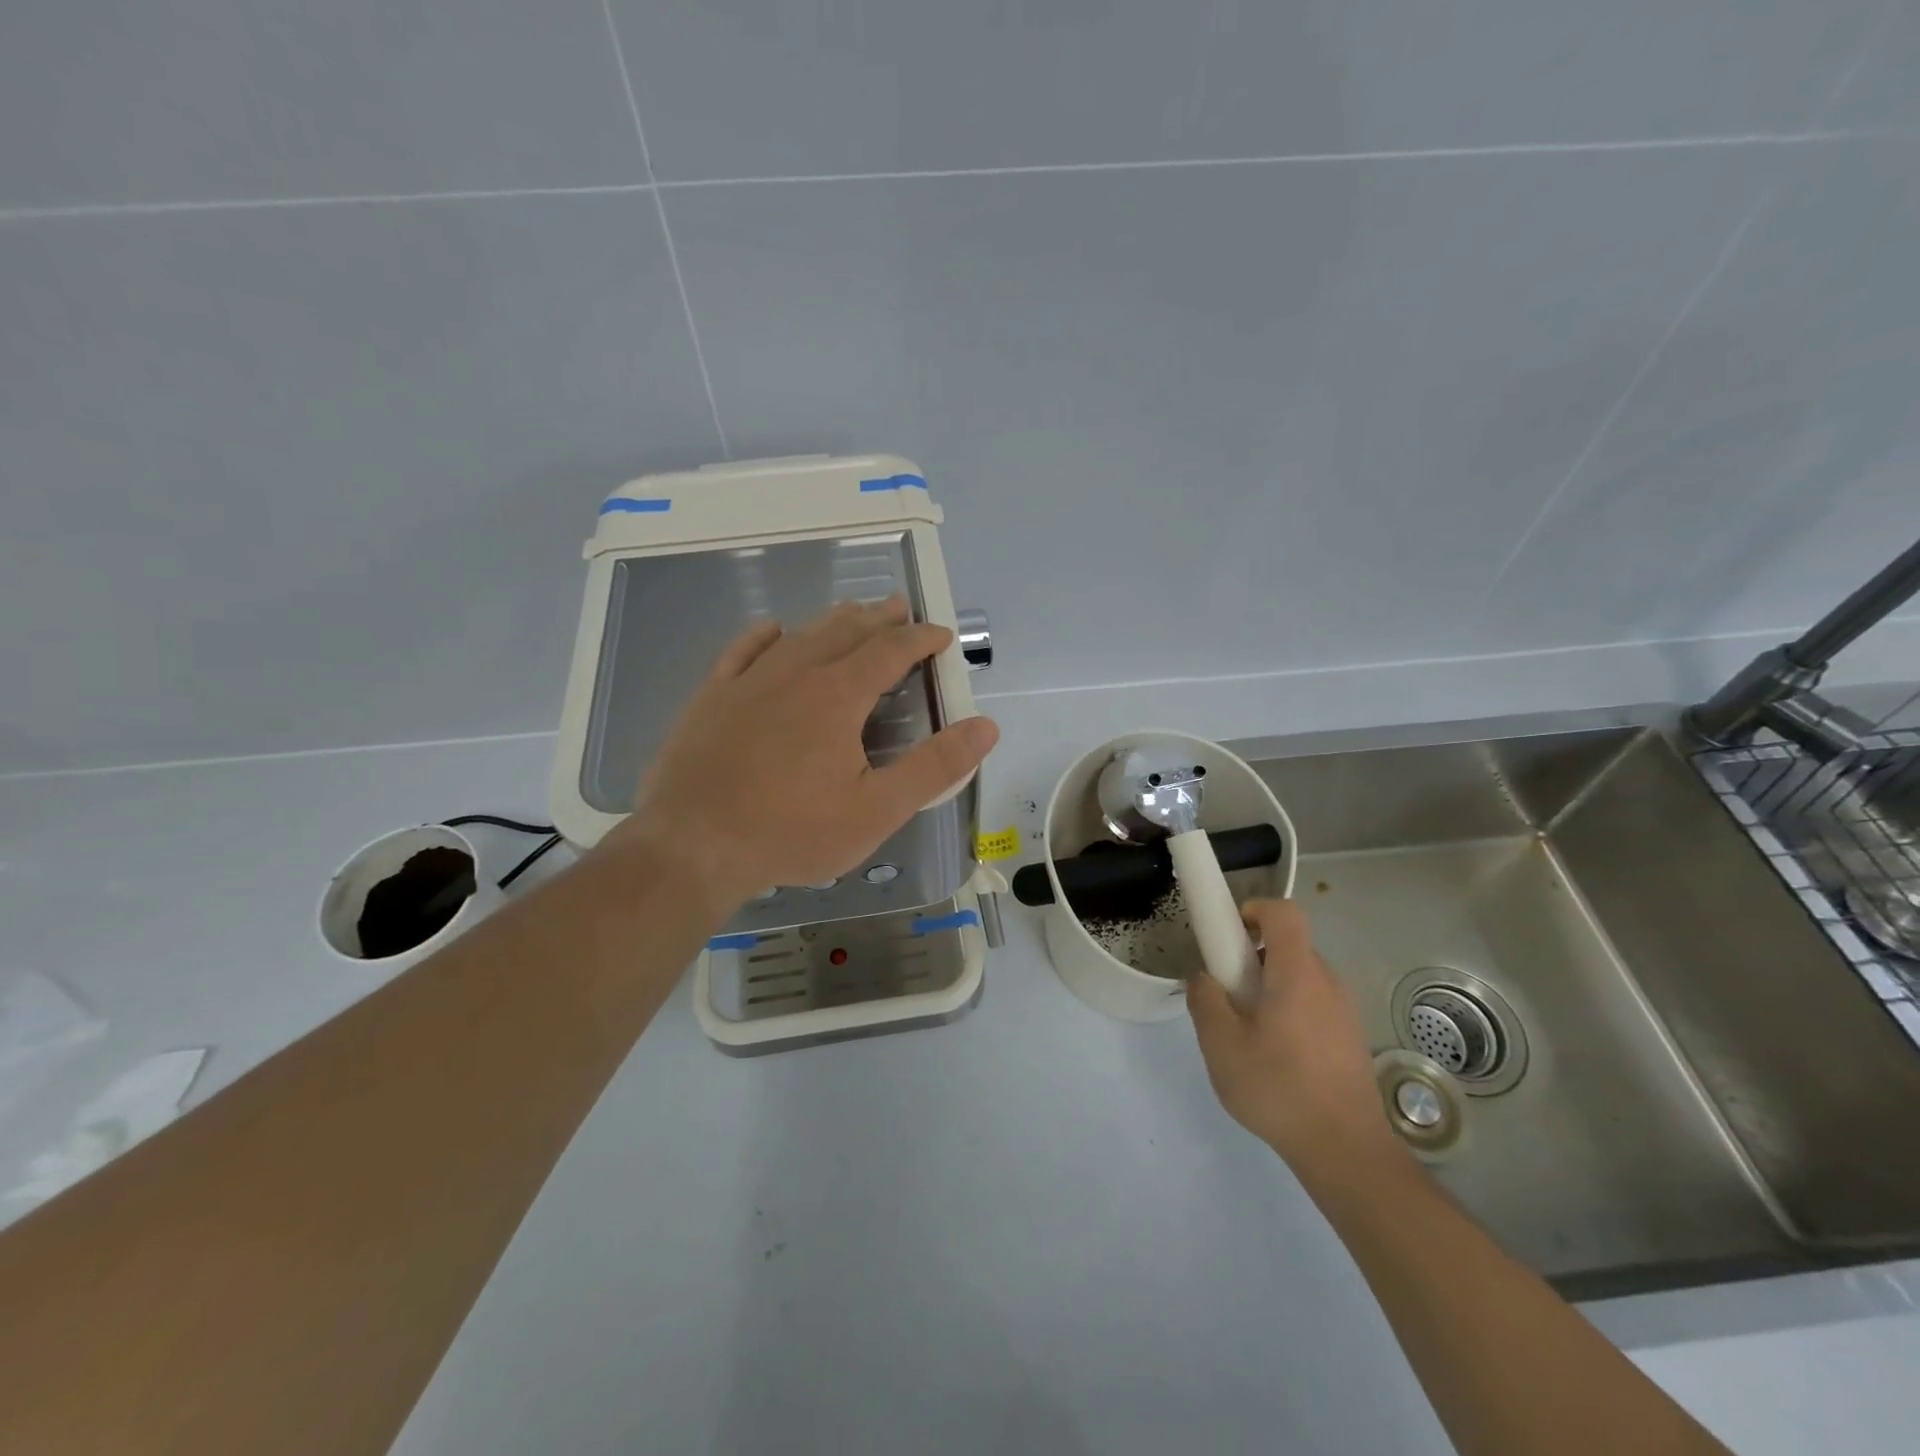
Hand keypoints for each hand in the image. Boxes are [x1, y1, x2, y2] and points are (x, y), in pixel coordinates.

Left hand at [608, 597, 998, 909]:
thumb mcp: (877, 809)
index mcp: (839, 695)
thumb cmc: (791, 831)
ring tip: (852, 612)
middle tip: (900, 608)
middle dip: (879, 619)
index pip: (890, 651)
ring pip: (799, 635)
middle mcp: (796, 673)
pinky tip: (773, 630)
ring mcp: (748, 681)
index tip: (940, 635)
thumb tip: (985, 726)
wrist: (691, 846)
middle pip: (845, 631)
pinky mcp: (711, 697)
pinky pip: (742, 650)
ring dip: (832, 621)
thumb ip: (934, 766)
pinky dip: (765, 635)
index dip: (920, 639)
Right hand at [1188, 899, 1404, 1181]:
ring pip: (1299, 978)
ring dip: (1269, 988)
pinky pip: (1313, 1004)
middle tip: (1227, 994)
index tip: (1228, 938)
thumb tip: (1204, 978)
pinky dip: (1288, 1011)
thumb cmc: (1279, 1088)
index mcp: (1297, 972)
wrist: (1347, 1151)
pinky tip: (1274, 1057)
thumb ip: (1205, 1000)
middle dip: (1251, 958)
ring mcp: (1344, 1011)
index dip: (1252, 910)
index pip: (1282, 912)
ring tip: (1247, 1032)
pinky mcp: (1349, 1038)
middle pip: (1287, 946)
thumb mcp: (1221, 1044)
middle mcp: (1327, 982)